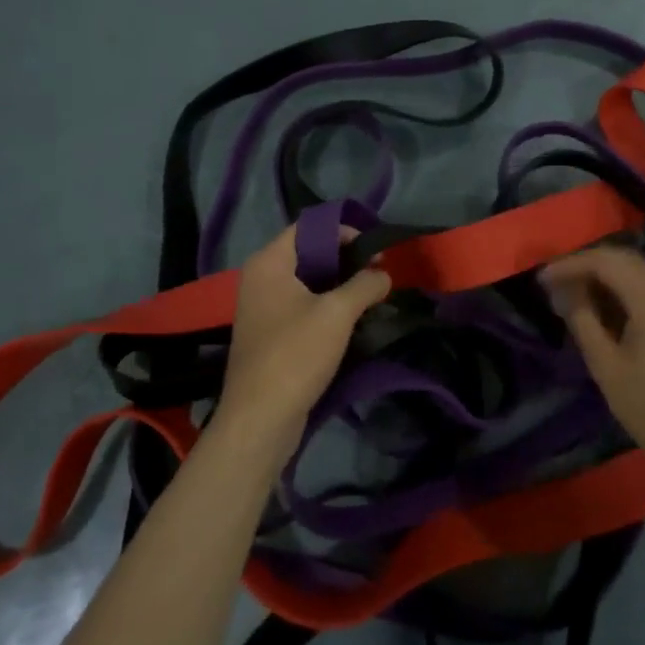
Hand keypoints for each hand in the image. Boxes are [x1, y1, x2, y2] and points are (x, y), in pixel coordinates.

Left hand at [218, 221, 391, 440]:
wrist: (261, 417)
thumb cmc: (295, 354)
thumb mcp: (337, 314)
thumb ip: (364, 285)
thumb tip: (383, 273)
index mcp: (269, 263)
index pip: (308, 227)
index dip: (343, 231)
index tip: (374, 248)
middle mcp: (262, 278)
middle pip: (309, 253)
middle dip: (346, 260)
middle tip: (380, 272)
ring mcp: (264, 307)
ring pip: (309, 282)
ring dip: (340, 286)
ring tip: (373, 295)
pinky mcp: (272, 333)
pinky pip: (303, 306)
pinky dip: (328, 307)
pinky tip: (354, 319)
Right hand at [541, 245, 644, 477]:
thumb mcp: (606, 365)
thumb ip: (583, 319)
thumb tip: (565, 291)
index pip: (606, 261)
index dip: (570, 265)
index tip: (541, 279)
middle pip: (625, 261)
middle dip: (587, 267)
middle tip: (555, 284)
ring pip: (640, 274)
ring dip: (606, 278)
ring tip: (574, 296)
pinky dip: (625, 291)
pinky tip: (605, 309)